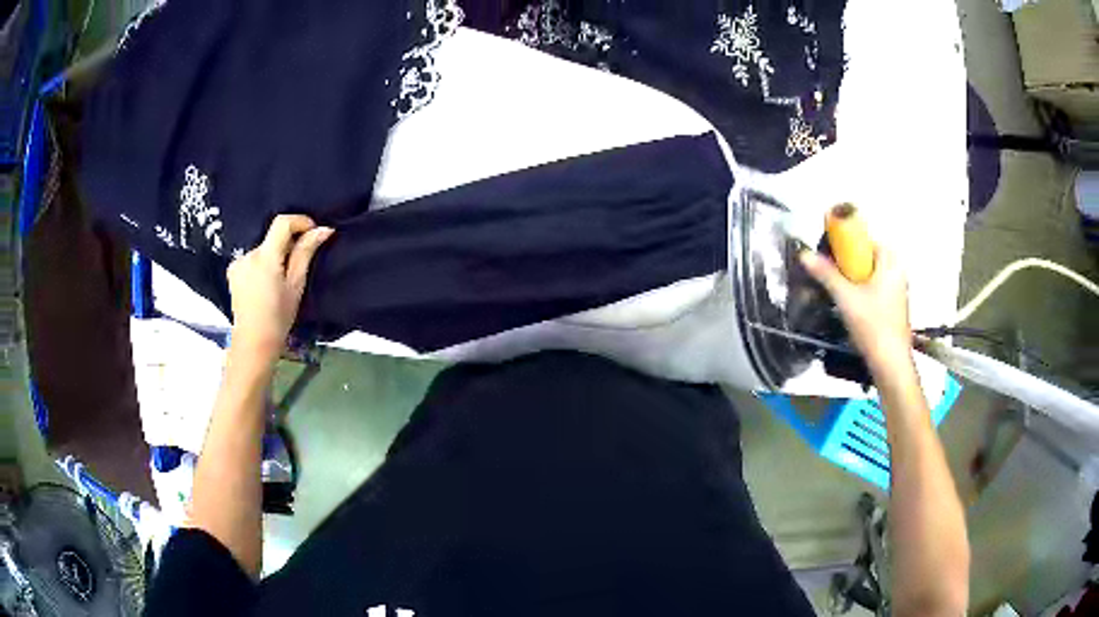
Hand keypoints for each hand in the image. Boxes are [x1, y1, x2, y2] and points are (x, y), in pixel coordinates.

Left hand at [227, 215, 333, 361]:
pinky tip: (265, 284)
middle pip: (272, 237)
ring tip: (281, 279)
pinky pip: (252, 258)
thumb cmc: (279, 316)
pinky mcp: (232, 271)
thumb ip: (305, 253)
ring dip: (275, 255)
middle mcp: (248, 254)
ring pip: (263, 249)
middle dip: (288, 244)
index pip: (282, 222)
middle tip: (298, 265)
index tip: (312, 232)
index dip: (300, 221)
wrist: (254, 342)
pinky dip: (262, 264)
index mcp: (265, 257)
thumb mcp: (296, 284)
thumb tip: (323, 229)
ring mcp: (237, 262)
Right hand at [799, 246, 913, 375]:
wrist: (890, 364)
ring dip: (852, 280)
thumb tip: (804, 254)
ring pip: (869, 275)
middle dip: (847, 264)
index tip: (828, 256)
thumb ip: (826, 274)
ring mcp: (897, 290)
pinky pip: (874, 289)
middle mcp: (897, 271)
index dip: (845, 244)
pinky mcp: (894, 307)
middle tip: (830, 276)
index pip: (864, 239)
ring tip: (837, 293)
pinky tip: (850, 308)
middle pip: (866, 257)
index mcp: (891, 261)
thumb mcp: (845, 298)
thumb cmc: (873, 326)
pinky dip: (861, 293)